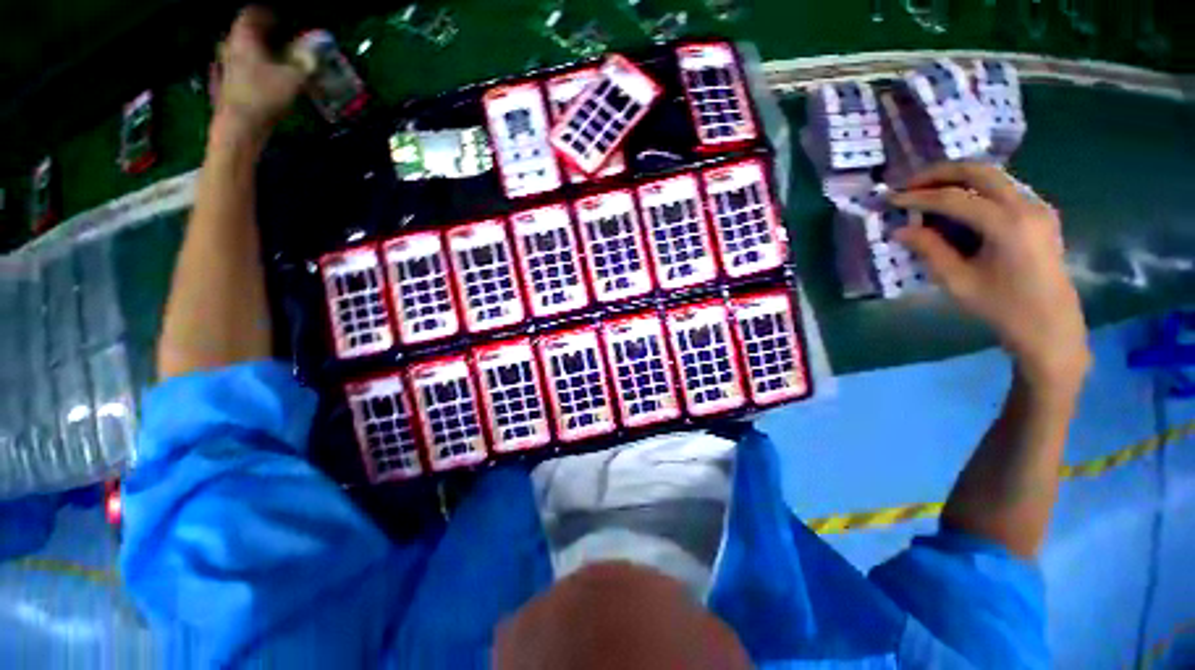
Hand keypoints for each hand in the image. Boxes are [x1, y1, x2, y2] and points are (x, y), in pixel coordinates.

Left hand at [211, 7, 304, 143]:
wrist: (239, 126)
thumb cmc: (265, 96)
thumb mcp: (293, 78)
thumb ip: (305, 62)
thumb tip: (315, 51)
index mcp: (244, 37)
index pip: (252, 13)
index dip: (267, 14)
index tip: (281, 19)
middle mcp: (230, 45)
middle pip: (245, 31)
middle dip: (262, 34)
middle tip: (280, 40)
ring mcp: (224, 65)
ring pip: (241, 49)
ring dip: (256, 51)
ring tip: (273, 59)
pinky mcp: (225, 83)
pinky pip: (237, 66)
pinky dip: (249, 67)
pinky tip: (259, 76)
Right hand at [890, 162, 1090, 394]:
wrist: (1050, 325)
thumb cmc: (1002, 307)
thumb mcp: (958, 282)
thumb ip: (929, 250)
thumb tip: (900, 230)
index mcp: (1008, 225)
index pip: (955, 198)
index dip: (919, 197)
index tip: (891, 198)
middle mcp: (1027, 206)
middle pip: (980, 172)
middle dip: (940, 173)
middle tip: (909, 183)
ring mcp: (1038, 206)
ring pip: (994, 176)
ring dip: (958, 178)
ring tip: (928, 190)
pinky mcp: (1040, 213)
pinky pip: (1004, 188)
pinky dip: (975, 188)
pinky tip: (957, 202)